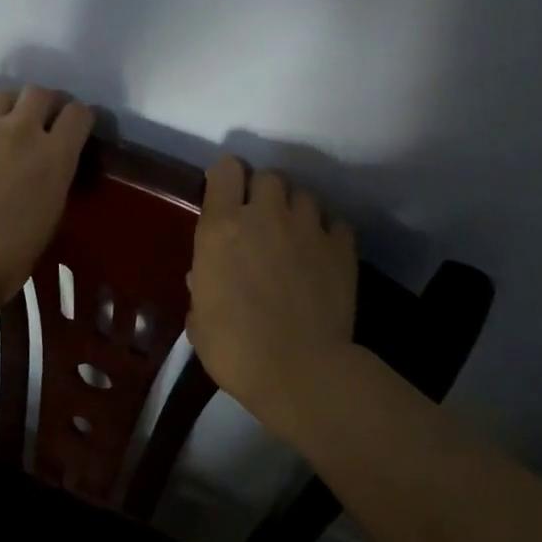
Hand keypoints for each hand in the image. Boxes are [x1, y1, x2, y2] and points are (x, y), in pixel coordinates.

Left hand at [0, 86, 93, 307]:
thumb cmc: (7, 257)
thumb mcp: (48, 219)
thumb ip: (50, 184)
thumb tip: (42, 176)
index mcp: (55, 155)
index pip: (78, 114)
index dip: (77, 118)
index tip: (73, 128)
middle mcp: (21, 130)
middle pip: (39, 92)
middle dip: (41, 104)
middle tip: (35, 124)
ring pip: (0, 95)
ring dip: (4, 108)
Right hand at [187, 156, 356, 434]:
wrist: (300, 372)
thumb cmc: (236, 349)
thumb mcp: (200, 320)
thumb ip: (201, 288)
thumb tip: (202, 277)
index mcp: (221, 227)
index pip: (226, 169)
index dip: (226, 177)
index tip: (225, 194)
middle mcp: (264, 215)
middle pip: (268, 176)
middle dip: (263, 192)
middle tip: (260, 219)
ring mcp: (307, 228)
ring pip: (304, 195)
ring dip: (295, 210)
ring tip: (294, 235)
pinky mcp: (341, 247)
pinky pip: (336, 223)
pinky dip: (328, 232)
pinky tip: (323, 252)